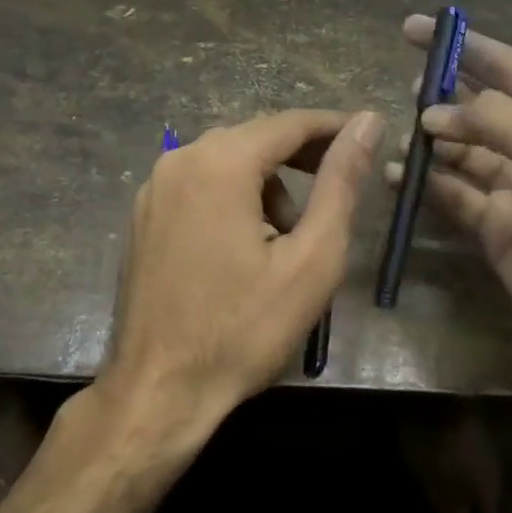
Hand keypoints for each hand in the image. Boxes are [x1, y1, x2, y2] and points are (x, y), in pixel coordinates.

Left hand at [100, 108, 383, 438]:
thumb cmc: (243, 329)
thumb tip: (368, 122)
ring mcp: (153, 189)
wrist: (159, 390)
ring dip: (266, 185)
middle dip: (301, 158)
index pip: (289, 123)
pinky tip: (246, 246)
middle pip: (254, 139)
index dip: (334, 128)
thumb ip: (341, 183)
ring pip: (225, 163)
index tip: (369, 137)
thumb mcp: (311, 258)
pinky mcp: (142, 217)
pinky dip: (232, 199)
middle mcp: (179, 161)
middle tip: (338, 189)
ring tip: (289, 239)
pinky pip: (198, 187)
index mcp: (219, 163)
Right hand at [387, 15, 511, 392]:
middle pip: (479, 108)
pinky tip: (399, 176)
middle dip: (442, 95)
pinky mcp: (493, 226)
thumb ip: (500, 124)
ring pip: (460, 151)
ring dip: (430, 141)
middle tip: (404, 90)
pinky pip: (451, 194)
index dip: (464, 47)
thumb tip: (434, 113)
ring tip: (397, 136)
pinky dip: (425, 183)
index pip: (508, 70)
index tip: (416, 30)